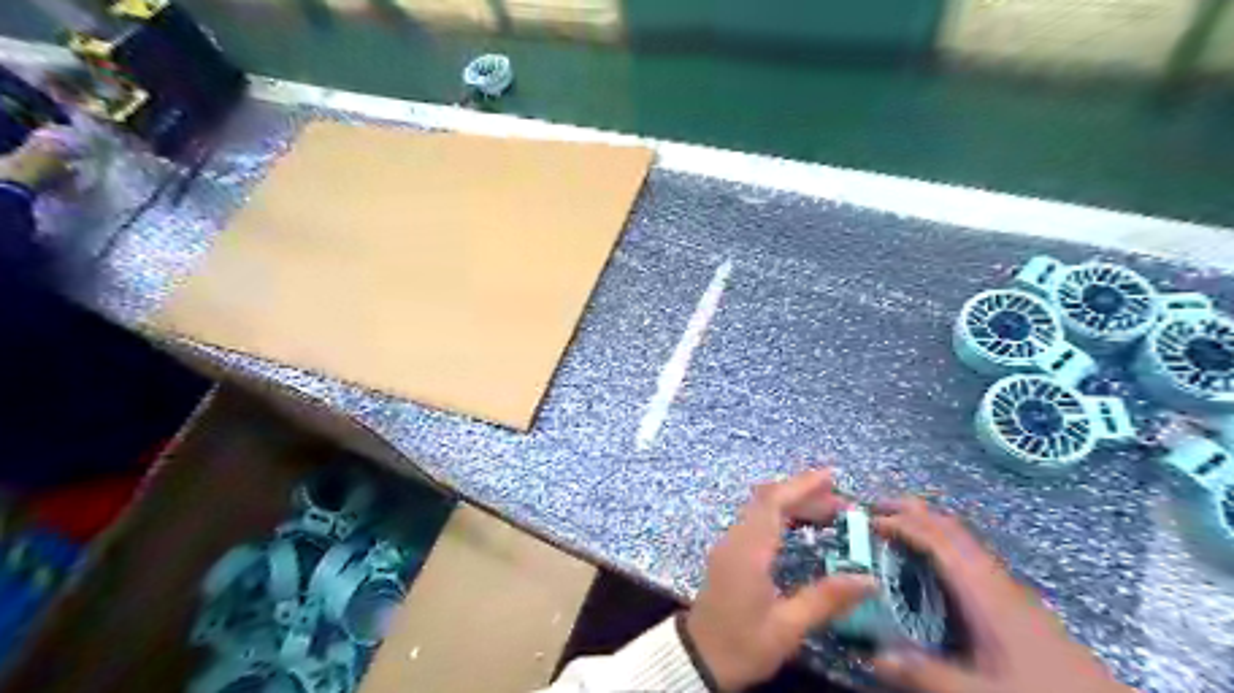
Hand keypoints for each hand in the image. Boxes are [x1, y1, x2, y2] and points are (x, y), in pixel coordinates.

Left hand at [685, 471, 877, 692]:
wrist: (698, 659)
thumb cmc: (742, 645)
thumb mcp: (787, 628)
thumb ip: (826, 599)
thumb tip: (868, 580)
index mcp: (749, 550)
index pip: (774, 502)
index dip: (802, 485)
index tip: (831, 476)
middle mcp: (736, 539)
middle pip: (768, 500)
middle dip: (804, 495)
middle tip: (842, 506)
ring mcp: (729, 545)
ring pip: (761, 510)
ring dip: (793, 505)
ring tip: (829, 515)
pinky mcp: (729, 554)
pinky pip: (755, 522)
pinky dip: (780, 517)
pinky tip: (801, 530)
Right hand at [871, 497, 1131, 692]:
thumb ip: (925, 675)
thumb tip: (872, 657)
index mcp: (985, 592)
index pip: (937, 539)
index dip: (901, 523)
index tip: (866, 520)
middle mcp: (996, 580)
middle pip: (951, 528)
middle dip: (911, 511)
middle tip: (874, 510)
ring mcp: (1009, 589)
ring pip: (963, 541)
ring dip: (927, 526)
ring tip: (895, 530)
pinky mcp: (1016, 604)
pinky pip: (970, 557)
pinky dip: (942, 546)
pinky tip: (932, 568)